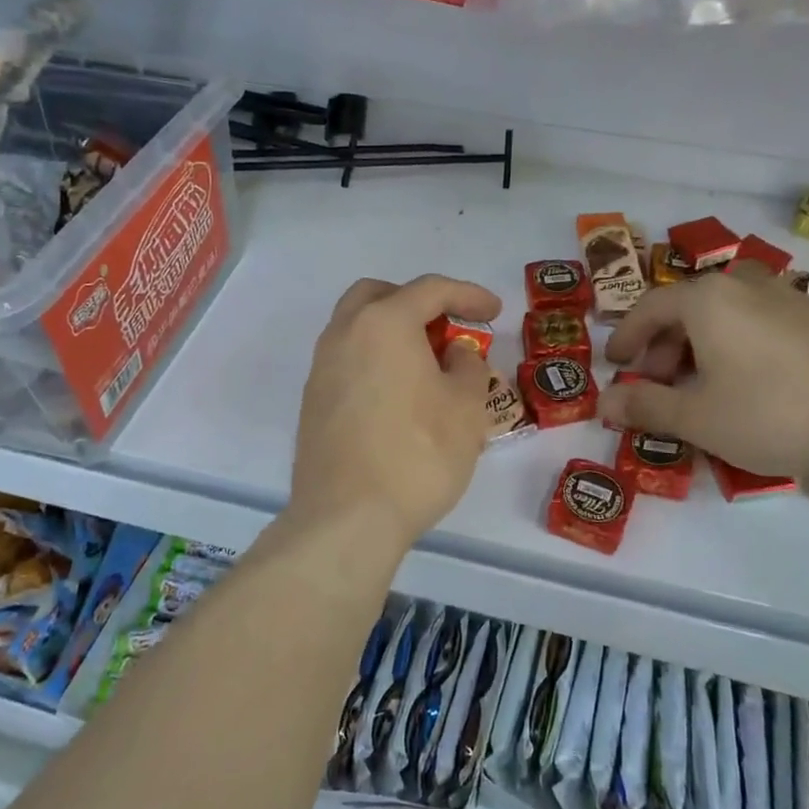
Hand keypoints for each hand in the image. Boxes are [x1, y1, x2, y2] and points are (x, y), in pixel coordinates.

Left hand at [289, 274, 500, 547]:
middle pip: (380, 296)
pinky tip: (400, 396)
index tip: (495, 313)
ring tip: (427, 365)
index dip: (469, 295)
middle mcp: (345, 333)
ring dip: (394, 332)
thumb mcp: (466, 407)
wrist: (347, 518)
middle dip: (417, 302)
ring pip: (358, 327)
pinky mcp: (313, 402)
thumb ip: (467, 366)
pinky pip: (349, 361)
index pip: (431, 290)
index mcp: (384, 323)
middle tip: (447, 328)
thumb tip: (454, 352)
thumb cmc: (418, 454)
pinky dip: (376, 360)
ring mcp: (322, 368)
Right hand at [597, 263, 808, 489]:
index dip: (626, 337)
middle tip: (657, 385)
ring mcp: (790, 298)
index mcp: (708, 299)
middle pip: (688, 308)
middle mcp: (746, 285)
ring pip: (727, 314)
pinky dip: (739, 345)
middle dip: (664, 346)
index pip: (649, 308)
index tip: (615, 365)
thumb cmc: (770, 414)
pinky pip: (762, 323)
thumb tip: (603, 404)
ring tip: (702, 387)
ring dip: (701, 346)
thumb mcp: (696, 417)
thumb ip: (644, 406)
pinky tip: (751, 383)